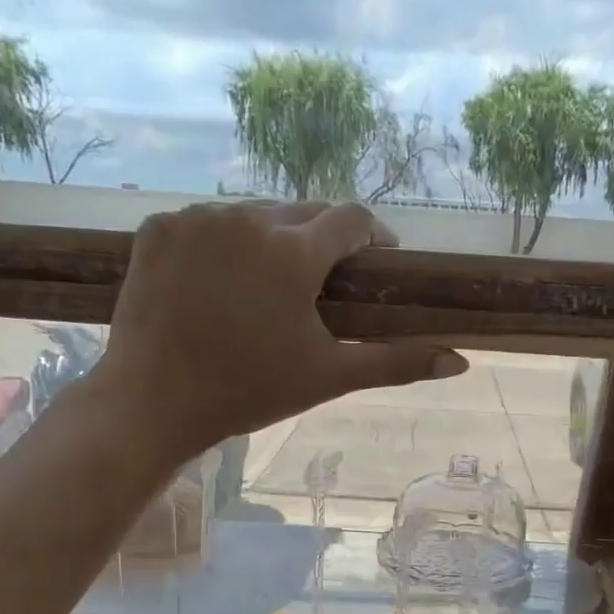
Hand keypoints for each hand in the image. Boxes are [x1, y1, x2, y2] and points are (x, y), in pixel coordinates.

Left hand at [90, 199, 466, 462]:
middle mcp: (247, 218)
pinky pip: (207, 222)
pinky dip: (224, 243)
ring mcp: (196, 218)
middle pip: (303, 210)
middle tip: (326, 280)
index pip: (351, 218)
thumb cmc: (250, 391)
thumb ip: (396, 362)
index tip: (379, 258)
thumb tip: (461, 361)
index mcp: (293, 251)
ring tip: (273, 283)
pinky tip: (224, 281)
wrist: (153, 403)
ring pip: (254, 214)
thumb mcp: (329, 376)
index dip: (373, 235)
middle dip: (323, 238)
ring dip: (273, 238)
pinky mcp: (157, 228)